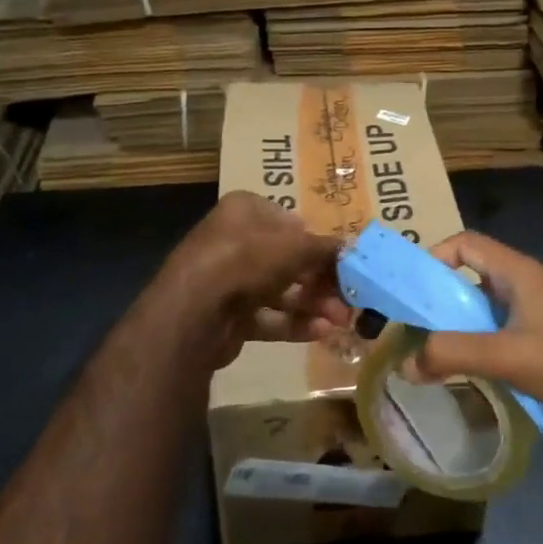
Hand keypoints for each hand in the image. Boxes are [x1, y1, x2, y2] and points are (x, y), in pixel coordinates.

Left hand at [162, 192, 352, 369]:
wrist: (194, 313)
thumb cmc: (247, 260)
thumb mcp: (296, 246)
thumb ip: (325, 248)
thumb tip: (349, 248)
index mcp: (244, 211)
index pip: (288, 220)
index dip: (315, 240)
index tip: (340, 259)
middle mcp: (233, 240)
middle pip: (286, 259)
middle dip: (320, 280)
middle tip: (347, 296)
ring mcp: (227, 280)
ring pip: (279, 290)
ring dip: (312, 304)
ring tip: (341, 320)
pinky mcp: (227, 315)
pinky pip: (267, 316)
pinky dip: (294, 323)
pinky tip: (322, 332)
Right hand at [415, 231, 542, 442]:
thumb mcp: (506, 355)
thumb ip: (452, 355)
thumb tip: (405, 363)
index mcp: (520, 273)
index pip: (467, 244)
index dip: (435, 257)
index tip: (412, 290)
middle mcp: (531, 285)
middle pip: (475, 277)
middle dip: (443, 299)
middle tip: (417, 328)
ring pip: (491, 308)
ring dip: (464, 326)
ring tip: (439, 353)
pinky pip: (508, 332)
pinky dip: (487, 344)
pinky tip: (477, 373)